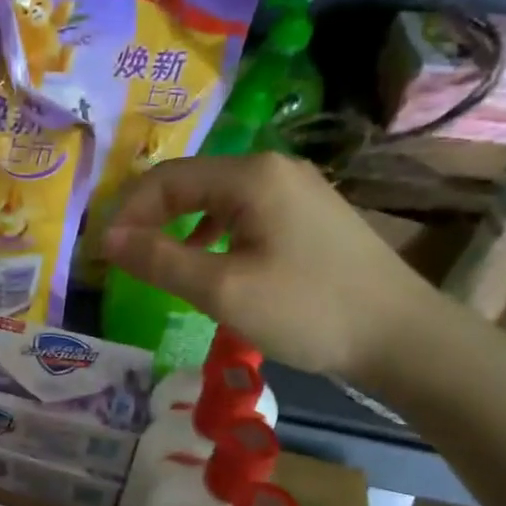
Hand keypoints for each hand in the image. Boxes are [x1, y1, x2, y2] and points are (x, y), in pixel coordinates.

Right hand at [101, 153, 438, 381]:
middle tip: (123, 258)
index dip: (128, 213)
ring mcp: (296, 189)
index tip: (103, 253)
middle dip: (151, 218)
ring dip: (179, 227)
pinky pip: (244, 214)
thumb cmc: (307, 310)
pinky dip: (212, 235)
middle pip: (191, 182)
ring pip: (216, 199)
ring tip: (158, 263)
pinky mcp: (309, 215)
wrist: (401, 336)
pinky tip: (209, 264)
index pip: (166, 179)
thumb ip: (160, 261)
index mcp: (250, 175)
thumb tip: (107, 240)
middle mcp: (272, 168)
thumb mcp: (223, 290)